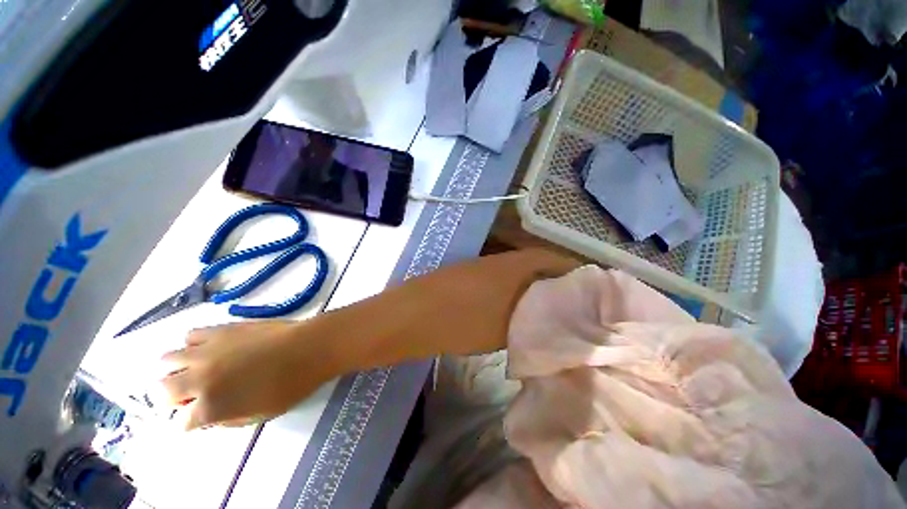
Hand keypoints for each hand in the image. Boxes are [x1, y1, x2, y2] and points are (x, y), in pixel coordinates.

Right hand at [160, 321, 330, 429]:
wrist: (310, 347)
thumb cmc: (291, 385)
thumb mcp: (258, 416)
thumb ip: (225, 418)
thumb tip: (207, 415)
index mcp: (210, 407)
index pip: (179, 423)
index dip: (190, 423)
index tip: (199, 418)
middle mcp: (198, 378)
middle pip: (160, 391)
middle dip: (171, 398)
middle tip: (191, 396)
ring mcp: (206, 350)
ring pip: (167, 360)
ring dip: (176, 369)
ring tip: (196, 370)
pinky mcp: (220, 329)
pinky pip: (191, 335)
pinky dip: (194, 345)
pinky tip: (211, 348)